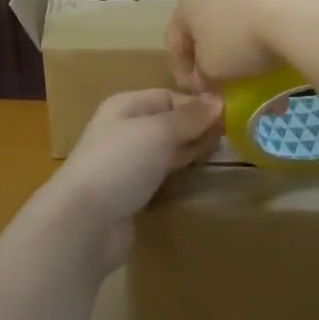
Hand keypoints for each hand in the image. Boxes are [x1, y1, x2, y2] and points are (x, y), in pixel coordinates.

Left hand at [43, 89, 223, 267]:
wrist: (84, 223)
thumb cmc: (119, 163)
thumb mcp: (158, 131)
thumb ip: (189, 117)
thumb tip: (218, 101)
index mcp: (125, 106)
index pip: (168, 96)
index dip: (197, 105)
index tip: (230, 116)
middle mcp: (124, 131)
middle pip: (168, 124)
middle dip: (197, 129)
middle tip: (235, 137)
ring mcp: (126, 165)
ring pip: (166, 152)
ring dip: (191, 153)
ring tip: (225, 155)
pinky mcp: (131, 195)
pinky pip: (161, 177)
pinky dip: (180, 176)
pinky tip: (201, 178)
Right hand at [166, 0, 318, 91]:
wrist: (296, 7)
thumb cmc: (241, 41)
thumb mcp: (213, 70)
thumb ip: (203, 75)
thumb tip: (207, 77)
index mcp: (189, 2)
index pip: (175, 39)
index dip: (183, 70)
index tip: (200, 92)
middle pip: (209, 21)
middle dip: (217, 49)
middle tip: (228, 76)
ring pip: (242, 10)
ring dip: (247, 35)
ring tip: (263, 60)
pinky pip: (272, 4)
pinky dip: (274, 23)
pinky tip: (286, 41)